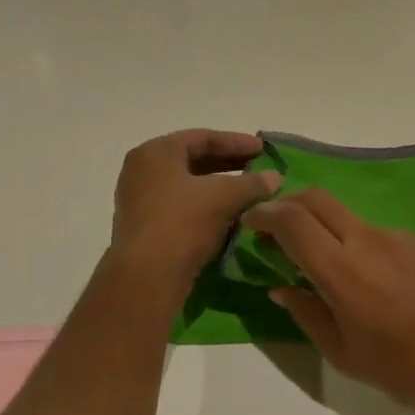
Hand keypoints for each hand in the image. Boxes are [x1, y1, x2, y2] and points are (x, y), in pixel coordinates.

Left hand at [110, 130, 279, 291]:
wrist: (146, 277)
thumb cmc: (182, 223)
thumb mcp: (223, 197)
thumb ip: (252, 183)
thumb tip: (275, 177)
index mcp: (155, 152)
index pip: (202, 138)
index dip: (236, 142)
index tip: (263, 149)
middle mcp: (142, 171)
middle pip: (192, 160)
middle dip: (228, 164)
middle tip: (258, 168)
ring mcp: (139, 200)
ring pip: (187, 186)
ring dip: (218, 188)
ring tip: (247, 193)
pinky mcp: (144, 228)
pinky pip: (180, 208)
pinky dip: (205, 207)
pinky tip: (229, 217)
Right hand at [242, 190, 414, 414]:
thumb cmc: (409, 370)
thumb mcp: (347, 355)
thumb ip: (308, 315)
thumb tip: (281, 287)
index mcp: (342, 270)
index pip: (292, 221)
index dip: (264, 215)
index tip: (250, 223)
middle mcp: (368, 240)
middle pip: (318, 198)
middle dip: (289, 203)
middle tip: (277, 228)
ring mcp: (400, 237)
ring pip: (350, 217)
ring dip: (327, 229)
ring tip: (329, 268)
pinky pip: (381, 235)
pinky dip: (362, 246)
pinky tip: (376, 283)